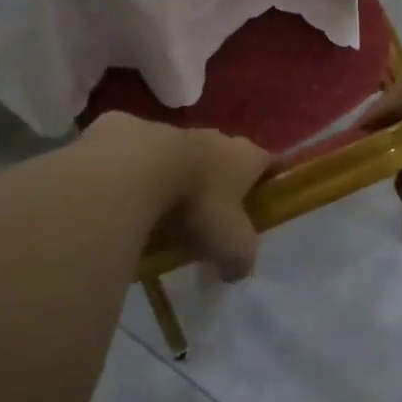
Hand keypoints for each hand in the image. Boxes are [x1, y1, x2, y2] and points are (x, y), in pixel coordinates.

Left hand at [86, 115, 269, 280]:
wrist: (139, 169)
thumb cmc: (199, 203)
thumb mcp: (231, 243)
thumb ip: (241, 258)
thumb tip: (237, 270)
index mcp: (245, 157)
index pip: (269, 162)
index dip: (270, 179)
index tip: (267, 196)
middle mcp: (215, 138)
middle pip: (226, 157)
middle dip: (223, 180)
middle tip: (214, 212)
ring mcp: (173, 131)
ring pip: (184, 154)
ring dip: (181, 174)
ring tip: (168, 207)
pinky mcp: (134, 131)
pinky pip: (143, 155)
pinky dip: (141, 172)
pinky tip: (131, 197)